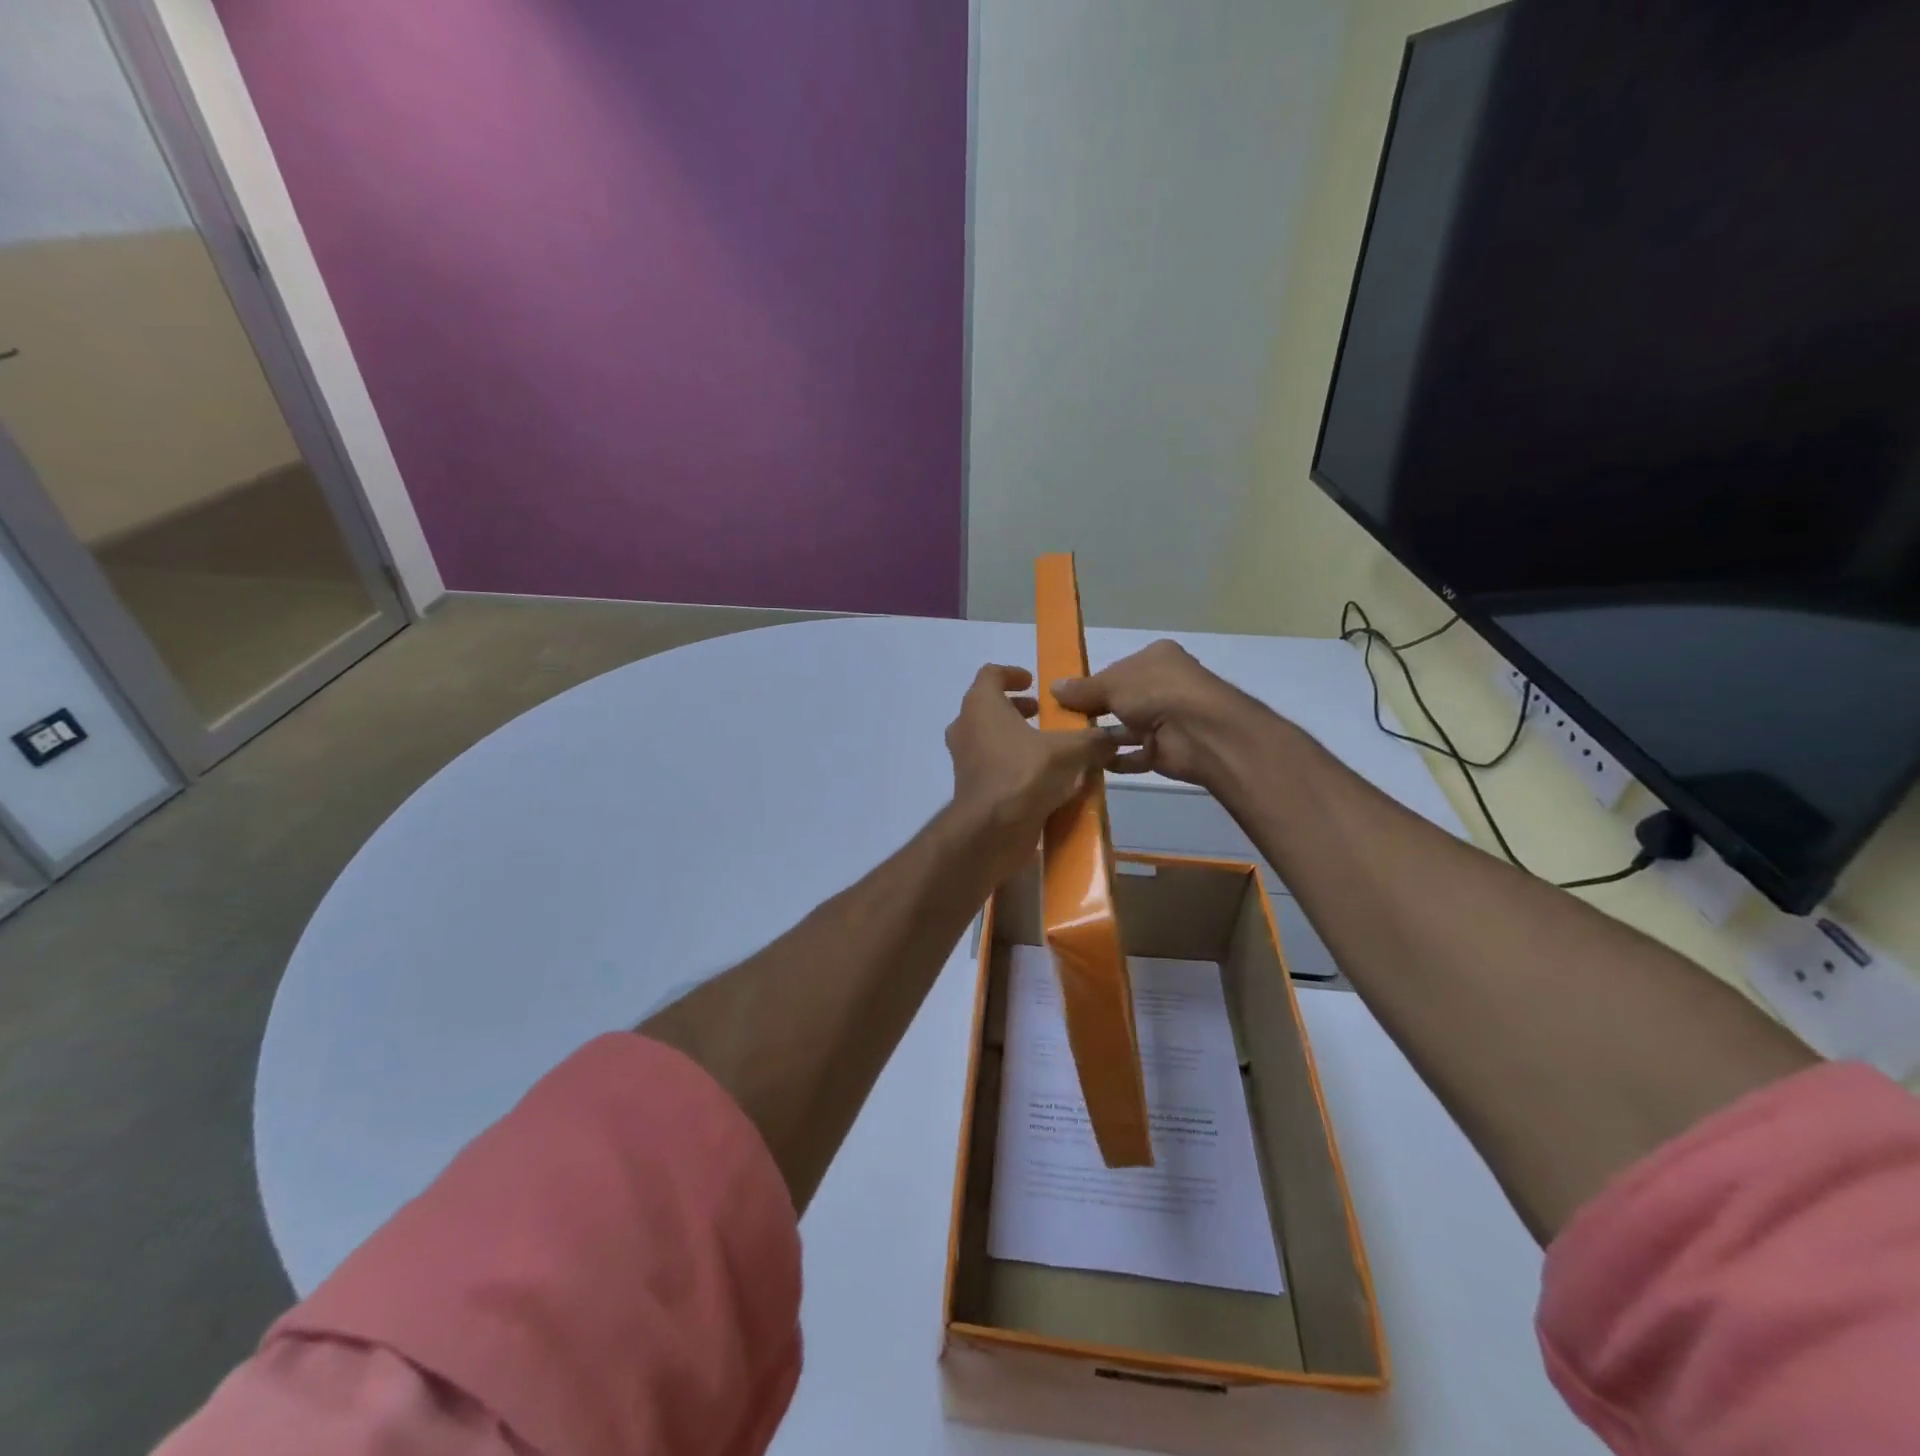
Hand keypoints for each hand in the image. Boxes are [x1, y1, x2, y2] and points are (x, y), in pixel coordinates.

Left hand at [945, 665, 1115, 869]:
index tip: (1034, 682)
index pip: (990, 674)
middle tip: (1043, 715)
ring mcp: (964, 758)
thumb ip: (1092, 740)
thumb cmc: (1024, 774)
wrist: (991, 830)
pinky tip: (1041, 778)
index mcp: (981, 705)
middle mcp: (965, 726)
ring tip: (1047, 747)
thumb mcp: (1069, 752)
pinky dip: (1012, 764)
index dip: (1013, 674)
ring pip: (988, 737)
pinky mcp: (969, 786)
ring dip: (1014, 737)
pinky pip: (991, 765)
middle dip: (1017, 708)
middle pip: (988, 706)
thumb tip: (1114, 737)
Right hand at [1051, 640, 1257, 788]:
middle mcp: (1164, 686)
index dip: (1093, 684)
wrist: (1199, 732)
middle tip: (1062, 724)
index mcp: (1156, 658)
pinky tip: (1091, 763)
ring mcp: (1168, 719)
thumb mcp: (1111, 683)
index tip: (1065, 698)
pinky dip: (1116, 759)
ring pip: (1128, 728)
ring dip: (1103, 738)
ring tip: (1070, 746)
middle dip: (1095, 712)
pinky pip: (1136, 754)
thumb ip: (1082, 688)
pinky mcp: (1168, 750)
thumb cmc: (1155, 692)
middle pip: (1122, 699)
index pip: (1118, 670)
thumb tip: (1053, 687)